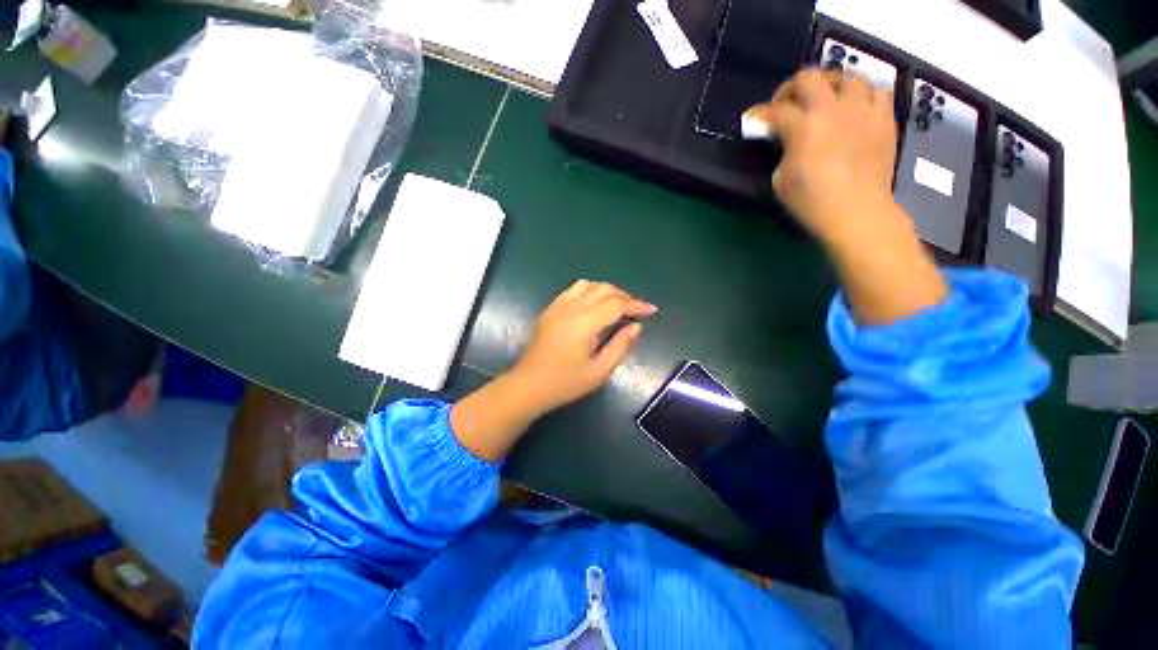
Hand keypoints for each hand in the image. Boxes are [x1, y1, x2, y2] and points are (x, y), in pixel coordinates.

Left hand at [508, 280, 656, 414]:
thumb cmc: (565, 383)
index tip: (651, 310)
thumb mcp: (599, 371)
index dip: (637, 305)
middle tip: (636, 312)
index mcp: (583, 323)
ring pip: (588, 285)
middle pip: (604, 289)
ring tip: (617, 307)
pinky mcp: (550, 309)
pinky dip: (590, 291)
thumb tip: (636, 327)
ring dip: (607, 291)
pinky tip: (595, 305)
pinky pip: (574, 289)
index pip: (616, 304)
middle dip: (624, 297)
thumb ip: (620, 346)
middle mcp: (570, 307)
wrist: (528, 385)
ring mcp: (557, 305)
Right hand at [743, 69, 898, 242]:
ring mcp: (862, 110)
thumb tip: (787, 141)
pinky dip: (863, 93)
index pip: (775, 111)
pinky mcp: (885, 118)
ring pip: (847, 76)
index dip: (759, 114)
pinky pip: (878, 90)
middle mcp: (833, 109)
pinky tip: (855, 107)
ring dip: (829, 85)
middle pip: (809, 77)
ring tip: (824, 100)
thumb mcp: (781, 180)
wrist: (856, 211)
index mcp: (803, 127)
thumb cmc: (812, 201)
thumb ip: (783, 152)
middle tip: (786, 103)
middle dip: (790, 88)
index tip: (753, 119)